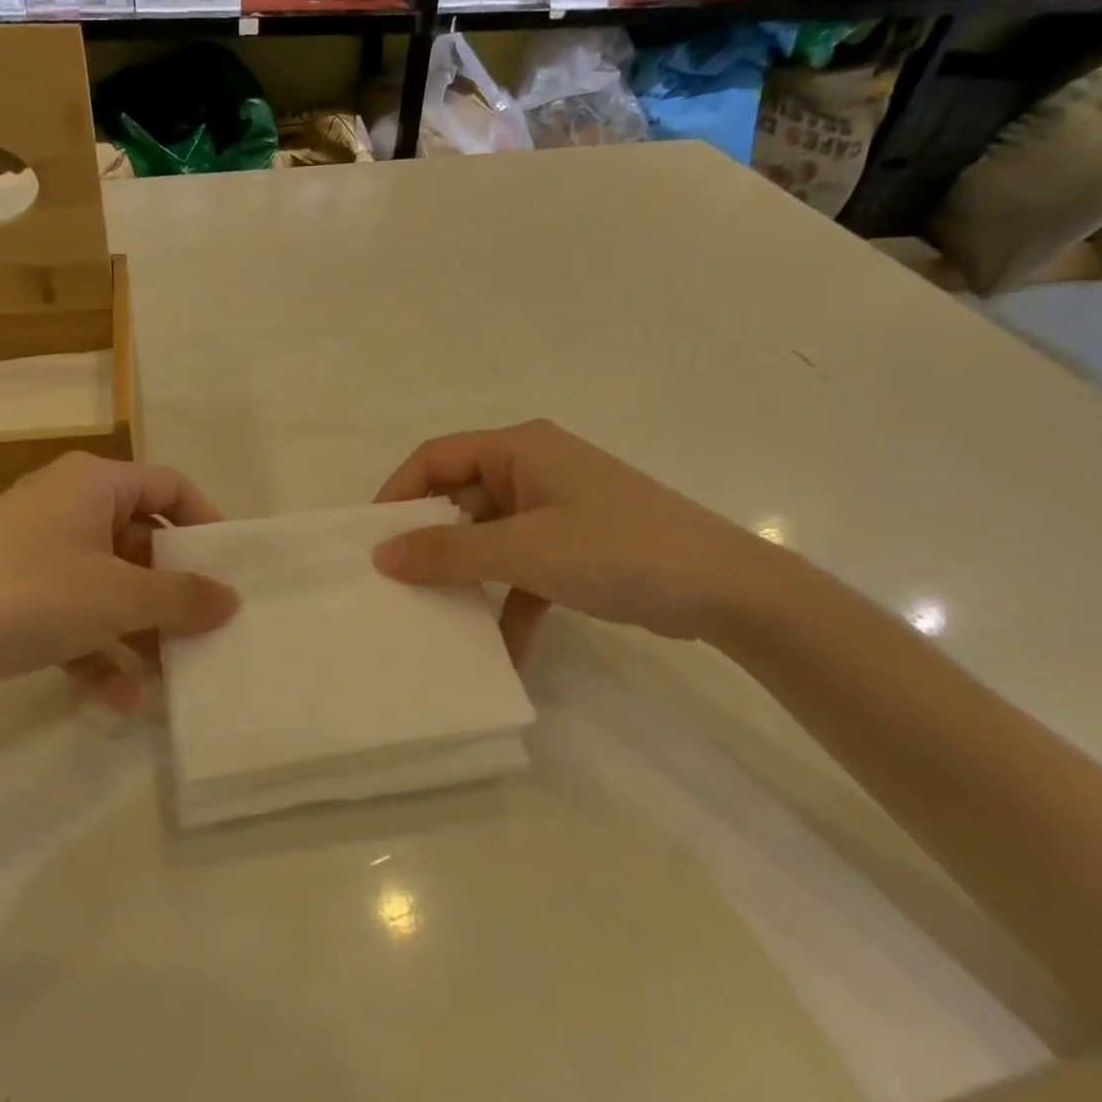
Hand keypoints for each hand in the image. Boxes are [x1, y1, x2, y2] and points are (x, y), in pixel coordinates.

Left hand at [0, 453, 238, 709]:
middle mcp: (65, 505)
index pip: (169, 485)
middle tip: (204, 629)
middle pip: (139, 539)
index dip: (204, 522)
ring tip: (168, 674)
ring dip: (137, 629)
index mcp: (93, 482)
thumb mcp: (117, 597)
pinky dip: (96, 649)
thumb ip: (181, 597)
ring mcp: (35, 550)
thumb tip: (231, 599)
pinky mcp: (12, 592)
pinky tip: (118, 699)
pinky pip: (71, 613)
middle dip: (170, 590)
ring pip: (107, 583)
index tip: (228, 568)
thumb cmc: (30, 594)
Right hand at [372, 420, 774, 656]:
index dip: (398, 494)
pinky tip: (502, 651)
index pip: (436, 457)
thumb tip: (381, 555)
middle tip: (396, 584)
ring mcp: (555, 509)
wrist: (729, 590)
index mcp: (520, 449)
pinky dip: (510, 604)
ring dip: (468, 577)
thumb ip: (449, 553)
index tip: (371, 540)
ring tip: (435, 617)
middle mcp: (533, 470)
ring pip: (489, 538)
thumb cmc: (618, 550)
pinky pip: (524, 570)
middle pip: (461, 499)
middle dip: (430, 543)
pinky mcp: (574, 547)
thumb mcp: (525, 552)